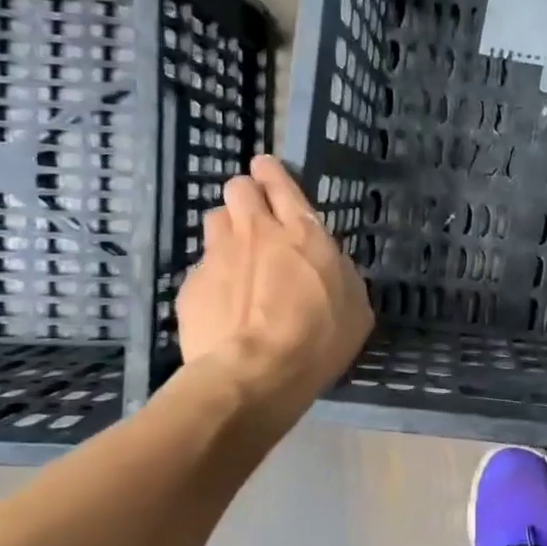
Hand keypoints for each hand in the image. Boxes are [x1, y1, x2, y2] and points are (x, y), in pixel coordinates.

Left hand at [175, 155, 373, 420]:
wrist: (254, 375)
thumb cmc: (318, 339)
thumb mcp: (355, 306)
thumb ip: (340, 273)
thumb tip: (329, 263)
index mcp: (302, 232)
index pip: (279, 182)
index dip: (271, 172)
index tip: (267, 170)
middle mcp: (256, 232)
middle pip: (237, 188)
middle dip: (246, 194)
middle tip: (256, 218)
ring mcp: (218, 257)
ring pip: (215, 220)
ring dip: (227, 231)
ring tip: (238, 259)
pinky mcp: (191, 286)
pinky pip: (202, 268)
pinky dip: (213, 278)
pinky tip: (224, 305)